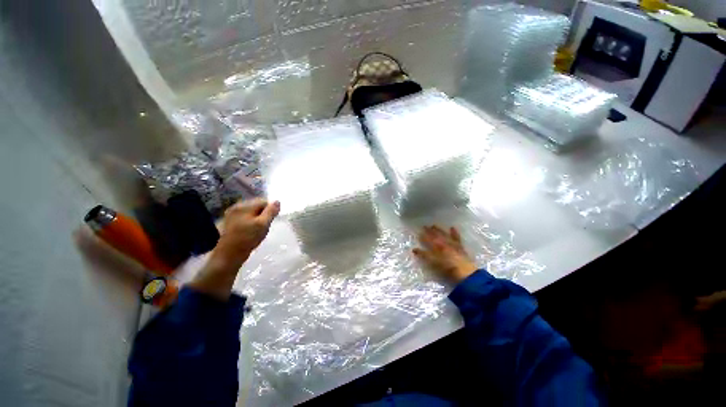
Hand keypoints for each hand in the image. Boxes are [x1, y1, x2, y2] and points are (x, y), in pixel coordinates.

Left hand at [212, 199, 280, 266]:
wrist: (229, 255)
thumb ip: (271, 212)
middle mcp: (236, 207)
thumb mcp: (263, 224)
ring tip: (258, 230)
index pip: (263, 201)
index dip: (271, 210)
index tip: (272, 220)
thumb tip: (277, 201)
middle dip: (264, 214)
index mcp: (244, 206)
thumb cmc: (248, 239)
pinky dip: (251, 222)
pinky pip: (245, 217)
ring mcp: (232, 214)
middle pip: (257, 205)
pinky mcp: (230, 222)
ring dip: (258, 218)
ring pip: (251, 212)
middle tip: (265, 226)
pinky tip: (251, 231)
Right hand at [413, 225, 477, 282]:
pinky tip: (452, 227)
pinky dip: (454, 233)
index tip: (419, 233)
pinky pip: (456, 238)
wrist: (465, 272)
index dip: (423, 237)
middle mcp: (443, 243)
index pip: (428, 240)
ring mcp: (452, 244)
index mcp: (436, 247)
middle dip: (430, 231)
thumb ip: (424, 255)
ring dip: (439, 230)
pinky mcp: (460, 247)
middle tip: (425, 226)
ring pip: (444, 235)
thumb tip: (414, 249)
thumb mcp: (433, 263)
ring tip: (434, 225)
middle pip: (435, 236)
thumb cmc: (447, 269)